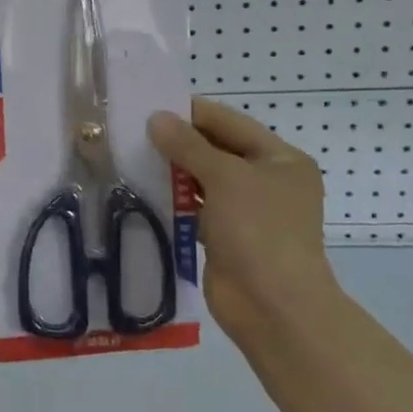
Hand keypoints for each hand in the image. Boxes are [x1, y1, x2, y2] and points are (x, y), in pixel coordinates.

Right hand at [148, 97, 339, 352]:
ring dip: (174, 170)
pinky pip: (196, 209)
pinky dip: (174, 200)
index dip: (193, 112)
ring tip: (132, 155)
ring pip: (204, 181)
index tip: (152, 103)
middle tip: (135, 129)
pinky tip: (143, 189)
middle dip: (179, 141)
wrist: (274, 308)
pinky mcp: (226, 238)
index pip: (230, 123)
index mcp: (281, 159)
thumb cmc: (259, 230)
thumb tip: (156, 118)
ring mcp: (247, 212)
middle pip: (217, 150)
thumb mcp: (225, 178)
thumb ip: (189, 146)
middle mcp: (267, 181)